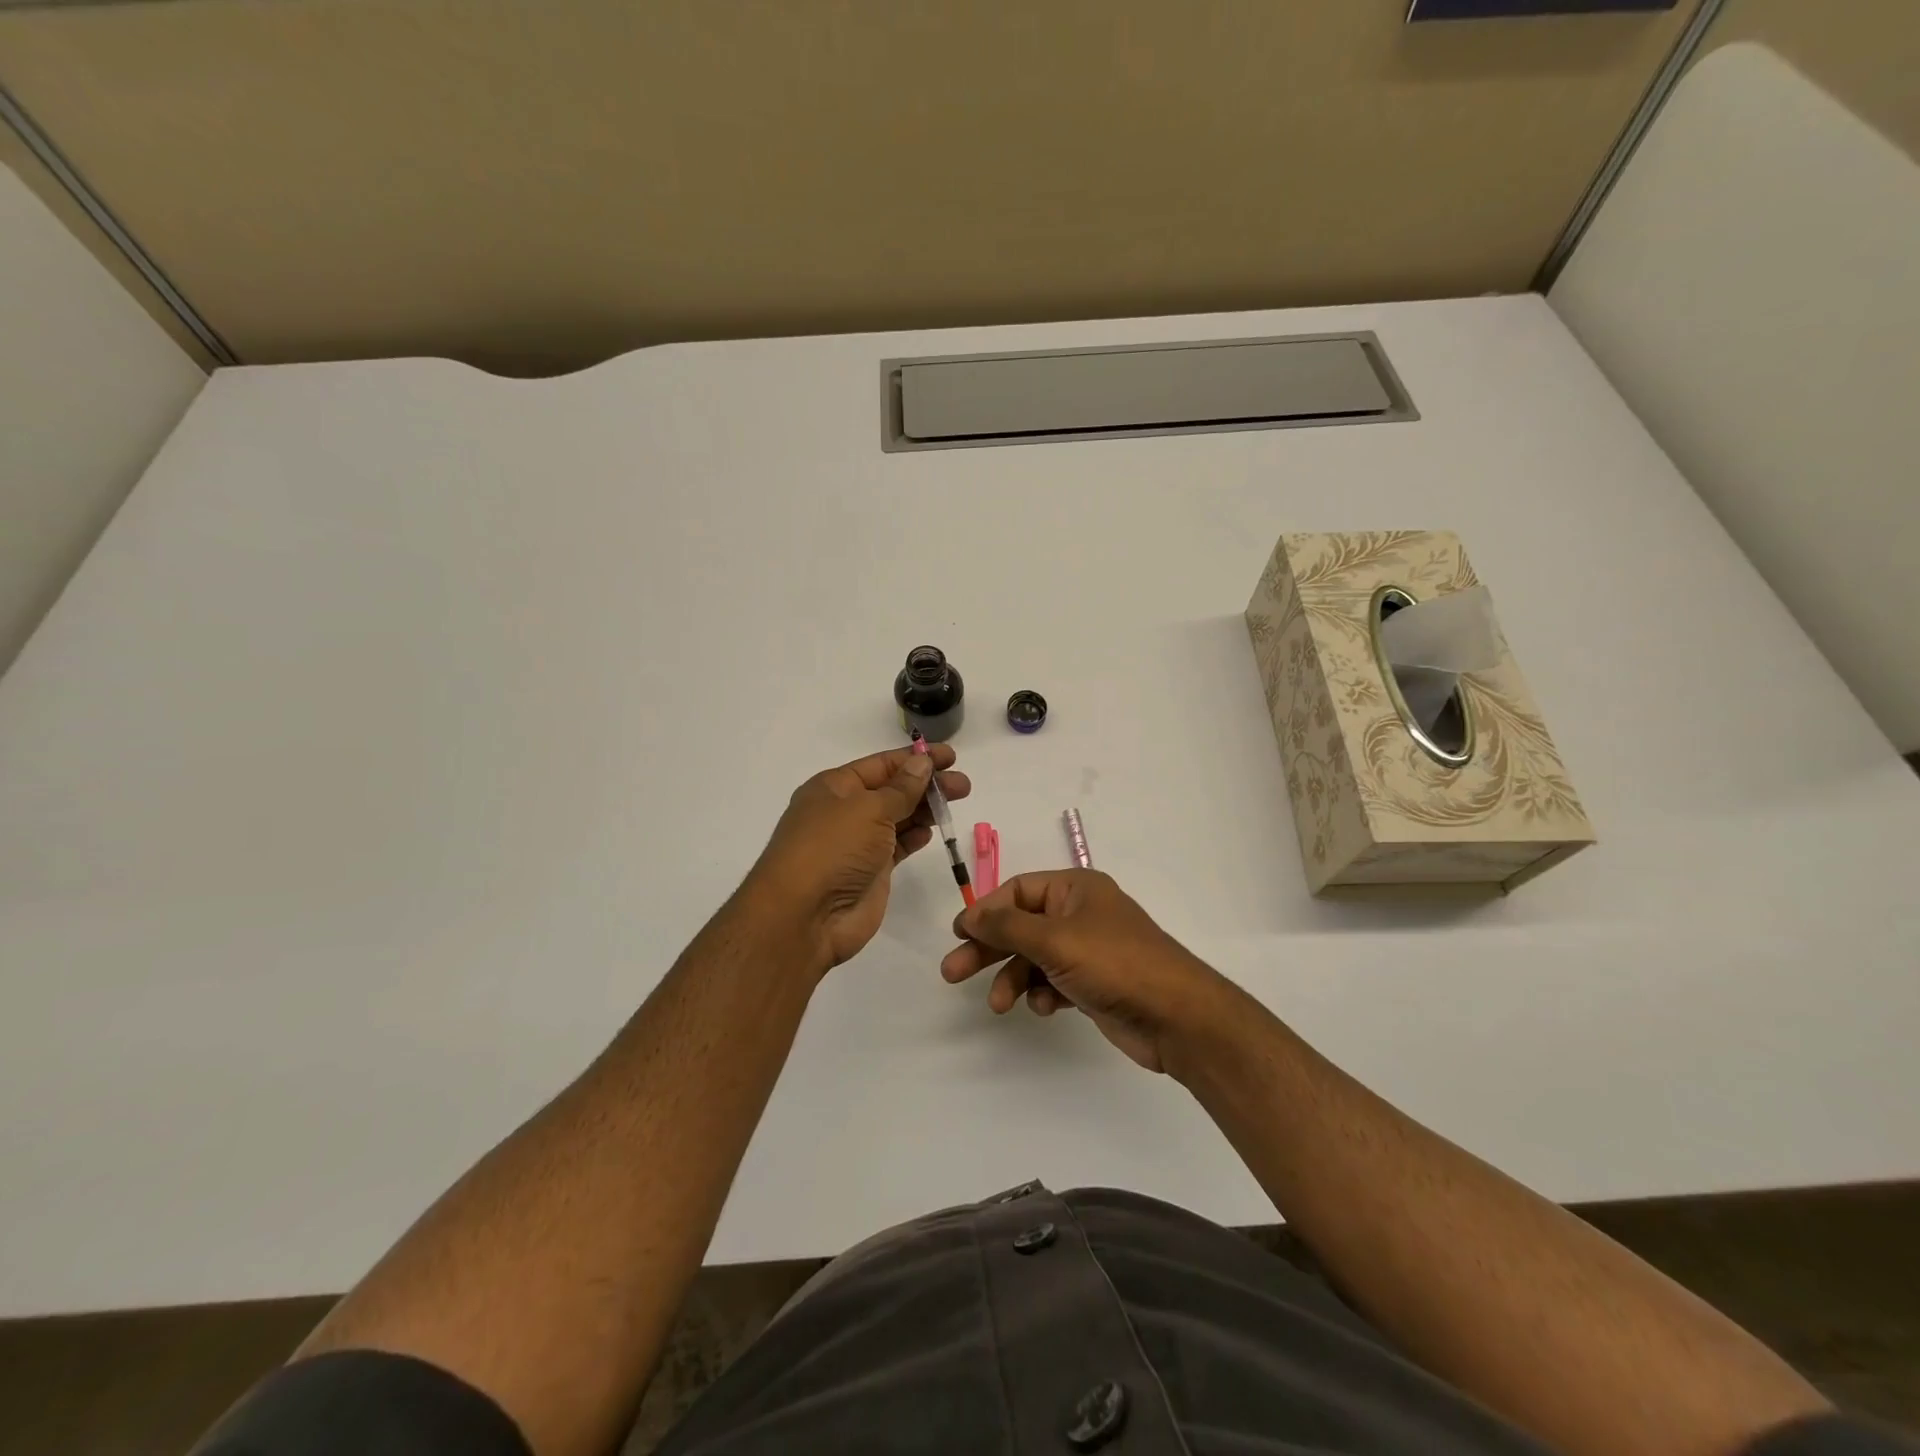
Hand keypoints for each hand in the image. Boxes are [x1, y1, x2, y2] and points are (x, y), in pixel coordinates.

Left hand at [747, 744, 970, 970]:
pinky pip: (897, 846)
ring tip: (956, 801)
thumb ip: (902, 788)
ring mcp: (857, 843)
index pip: (881, 764)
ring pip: (898, 817)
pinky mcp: (870, 872)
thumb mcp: (868, 809)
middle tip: (962, 785)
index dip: (915, 759)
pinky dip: (915, 836)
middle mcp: (844, 811)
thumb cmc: (832, 849)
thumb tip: (922, 763)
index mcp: (835, 787)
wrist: (805, 917)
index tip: (950, 756)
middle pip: (893, 790)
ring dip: (925, 808)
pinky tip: (931, 831)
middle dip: (927, 784)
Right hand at [940, 871, 1231, 1073]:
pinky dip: (1043, 993)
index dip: (986, 911)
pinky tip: (1043, 1008)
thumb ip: (1007, 927)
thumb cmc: (1114, 963)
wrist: (1176, 1016)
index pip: (1018, 890)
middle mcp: (1081, 914)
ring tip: (999, 1005)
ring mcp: (1089, 950)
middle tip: (952, 973)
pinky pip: (1054, 982)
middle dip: (988, 949)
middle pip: (1021, 926)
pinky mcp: (1094, 984)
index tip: (958, 934)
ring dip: (1013, 978)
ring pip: (1035, 958)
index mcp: (1075, 888)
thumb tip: (970, 915)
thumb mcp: (1054, 939)